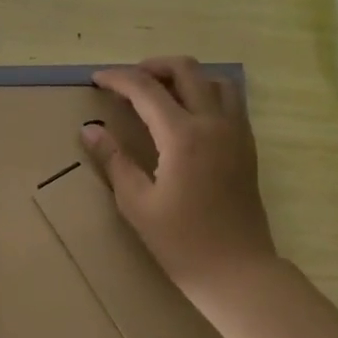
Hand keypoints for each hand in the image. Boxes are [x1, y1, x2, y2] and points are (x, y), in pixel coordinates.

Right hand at [84, 56, 277, 299]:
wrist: (237, 270)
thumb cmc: (181, 243)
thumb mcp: (137, 204)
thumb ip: (114, 160)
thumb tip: (90, 129)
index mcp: (183, 136)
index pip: (146, 89)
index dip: (118, 79)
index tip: (96, 79)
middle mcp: (214, 123)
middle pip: (186, 70)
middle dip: (151, 67)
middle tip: (126, 82)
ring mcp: (236, 132)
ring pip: (214, 79)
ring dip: (183, 77)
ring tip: (158, 93)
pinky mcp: (247, 145)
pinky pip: (229, 100)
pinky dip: (205, 92)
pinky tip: (186, 115)